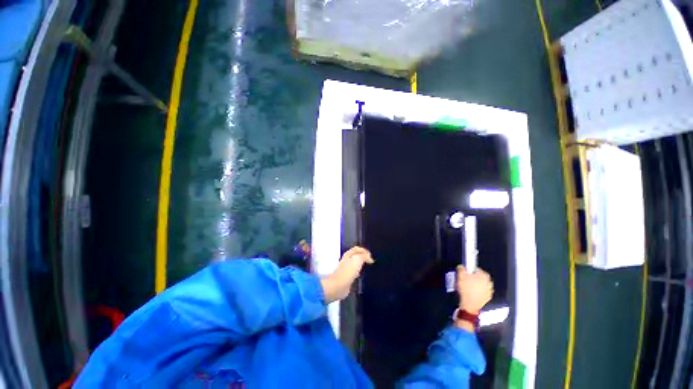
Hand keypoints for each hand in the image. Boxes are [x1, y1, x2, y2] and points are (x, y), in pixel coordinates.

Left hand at [320, 246, 373, 302]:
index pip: (357, 249)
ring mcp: (346, 269)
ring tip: (368, 267)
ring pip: (355, 264)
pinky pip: (355, 273)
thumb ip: (364, 257)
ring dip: (361, 264)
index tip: (371, 256)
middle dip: (363, 257)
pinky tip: (363, 275)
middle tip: (370, 260)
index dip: (364, 250)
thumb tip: (370, 258)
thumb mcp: (357, 260)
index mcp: (348, 255)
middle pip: (356, 256)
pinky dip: (359, 272)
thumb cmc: (347, 271)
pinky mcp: (347, 278)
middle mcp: (347, 261)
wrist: (338, 286)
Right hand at [456, 265, 492, 314]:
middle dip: (474, 277)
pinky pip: (483, 291)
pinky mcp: (488, 297)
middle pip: (480, 277)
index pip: (477, 269)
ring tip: (468, 286)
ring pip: (482, 284)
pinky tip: (471, 292)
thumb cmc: (466, 290)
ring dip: (476, 284)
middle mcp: (489, 282)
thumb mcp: (460, 275)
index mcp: (484, 275)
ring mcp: (489, 290)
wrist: (470, 305)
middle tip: (466, 279)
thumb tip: (461, 266)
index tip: (466, 273)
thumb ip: (461, 268)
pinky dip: (478, 291)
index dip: (470, 270)